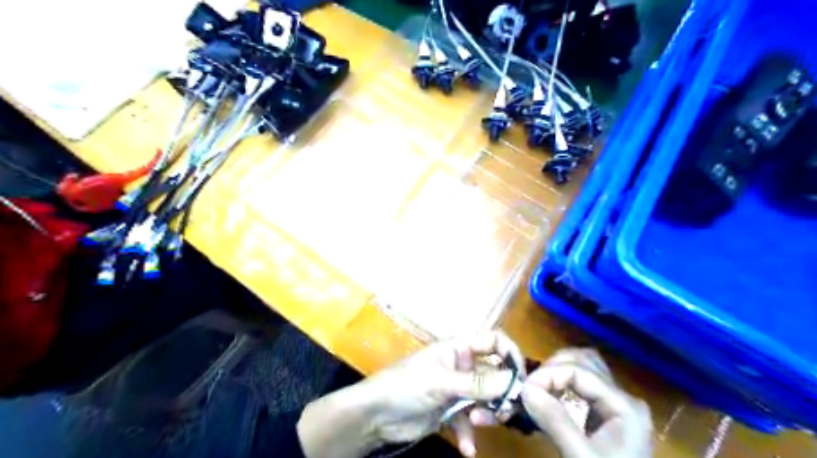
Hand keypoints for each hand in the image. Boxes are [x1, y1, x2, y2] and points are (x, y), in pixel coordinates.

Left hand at [362, 332, 526, 456]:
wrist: (376, 415)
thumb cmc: (406, 385)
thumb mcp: (441, 383)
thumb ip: (477, 384)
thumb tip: (514, 382)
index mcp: (458, 348)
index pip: (493, 340)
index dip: (510, 354)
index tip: (521, 378)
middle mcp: (461, 366)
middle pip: (495, 375)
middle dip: (500, 393)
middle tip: (503, 410)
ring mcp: (456, 389)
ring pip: (486, 399)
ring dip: (486, 414)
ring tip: (476, 423)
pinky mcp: (450, 410)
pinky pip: (469, 420)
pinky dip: (470, 433)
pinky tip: (467, 448)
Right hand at [523, 349, 652, 456]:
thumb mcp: (580, 457)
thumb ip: (555, 420)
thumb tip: (524, 388)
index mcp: (624, 406)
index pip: (580, 371)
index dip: (549, 374)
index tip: (524, 388)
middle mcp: (624, 397)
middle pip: (586, 361)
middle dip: (555, 366)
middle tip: (532, 384)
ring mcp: (618, 405)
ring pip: (586, 368)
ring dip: (560, 371)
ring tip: (539, 385)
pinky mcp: (608, 415)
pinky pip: (584, 385)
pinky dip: (565, 383)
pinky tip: (551, 394)